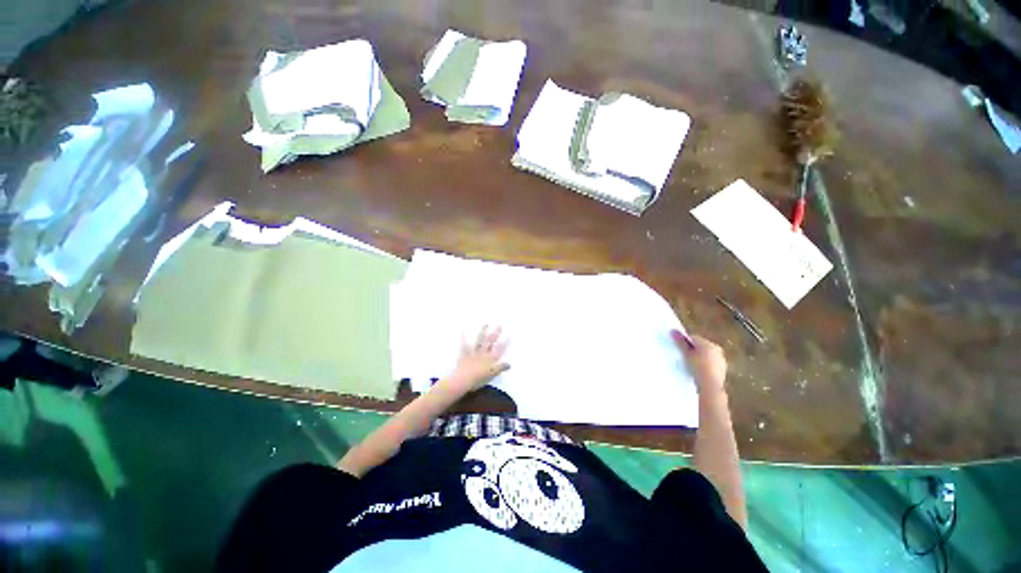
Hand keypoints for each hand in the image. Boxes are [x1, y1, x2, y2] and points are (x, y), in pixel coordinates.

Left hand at [442, 325, 509, 393]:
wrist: (462, 379)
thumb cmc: (478, 379)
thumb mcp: (492, 375)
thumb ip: (500, 368)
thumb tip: (510, 363)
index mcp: (490, 359)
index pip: (499, 349)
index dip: (505, 342)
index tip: (509, 335)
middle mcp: (483, 353)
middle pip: (490, 342)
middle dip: (495, 333)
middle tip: (499, 324)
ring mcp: (474, 352)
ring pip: (479, 340)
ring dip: (482, 331)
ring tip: (485, 323)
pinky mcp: (465, 354)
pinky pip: (464, 344)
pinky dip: (464, 337)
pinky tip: (463, 330)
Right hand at [671, 331, 726, 392]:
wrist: (710, 385)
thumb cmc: (697, 366)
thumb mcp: (686, 353)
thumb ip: (680, 342)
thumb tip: (672, 330)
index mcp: (709, 343)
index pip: (693, 338)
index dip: (684, 342)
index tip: (678, 348)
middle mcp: (717, 349)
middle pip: (700, 346)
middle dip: (692, 350)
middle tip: (683, 356)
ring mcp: (721, 360)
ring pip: (706, 355)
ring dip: (698, 358)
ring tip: (689, 365)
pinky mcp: (722, 370)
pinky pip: (710, 364)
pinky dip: (703, 366)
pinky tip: (697, 371)